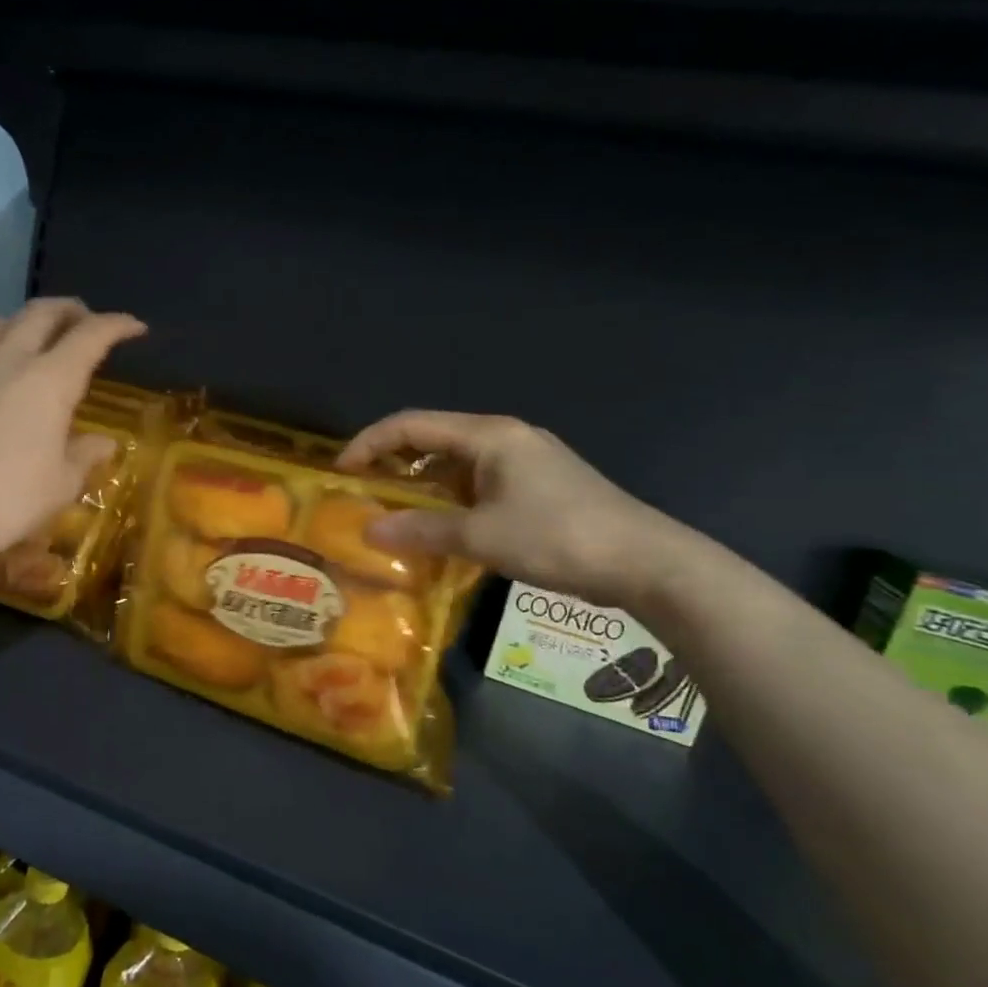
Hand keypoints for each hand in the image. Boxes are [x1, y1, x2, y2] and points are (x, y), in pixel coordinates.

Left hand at [0, 299, 145, 568]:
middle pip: (44, 313)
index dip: (117, 325)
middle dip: (72, 311)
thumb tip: (104, 443)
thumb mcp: (61, 484)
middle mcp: (11, 358)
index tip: (135, 327)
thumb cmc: (8, 499)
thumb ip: (85, 455)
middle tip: (86, 322)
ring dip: (26, 322)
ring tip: (35, 339)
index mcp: (51, 380)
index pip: (92, 335)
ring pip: (1, 320)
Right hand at [336, 410, 690, 611]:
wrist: (646, 561)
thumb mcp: (481, 537)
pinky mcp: (537, 484)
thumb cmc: (558, 538)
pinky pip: (477, 482)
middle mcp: (504, 437)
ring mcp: (524, 460)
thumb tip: (368, 530)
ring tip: (391, 513)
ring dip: (421, 485)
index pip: (411, 425)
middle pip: (432, 439)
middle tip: (360, 493)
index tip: (341, 472)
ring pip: (455, 463)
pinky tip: (439, 527)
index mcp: (489, 435)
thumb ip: (421, 531)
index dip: (369, 443)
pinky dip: (449, 499)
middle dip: (392, 463)